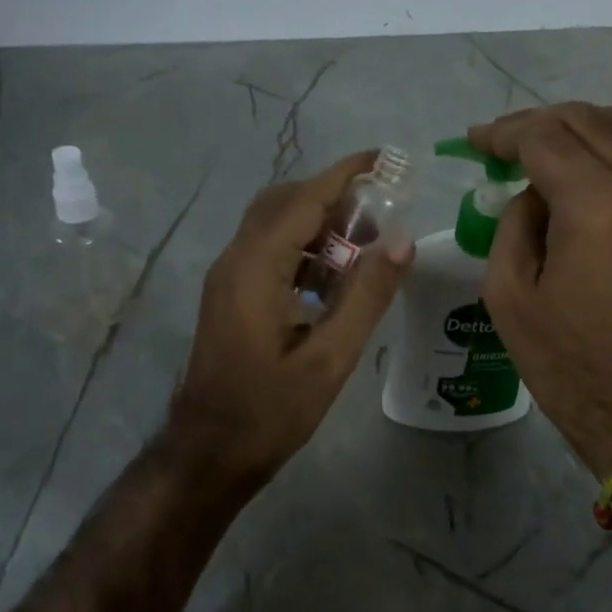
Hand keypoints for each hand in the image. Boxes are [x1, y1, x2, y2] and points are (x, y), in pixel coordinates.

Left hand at [174, 152, 410, 491]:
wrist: (209, 452)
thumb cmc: (270, 412)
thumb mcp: (329, 359)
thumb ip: (366, 297)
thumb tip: (402, 242)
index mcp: (256, 269)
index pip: (303, 200)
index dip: (345, 175)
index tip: (384, 159)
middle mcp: (235, 260)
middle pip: (284, 203)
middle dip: (333, 196)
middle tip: (381, 208)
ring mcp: (227, 277)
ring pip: (274, 225)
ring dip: (318, 222)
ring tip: (366, 243)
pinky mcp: (230, 295)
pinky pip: (268, 251)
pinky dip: (303, 248)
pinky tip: (334, 278)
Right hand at [469, 104, 611, 478]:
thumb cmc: (568, 362)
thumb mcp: (509, 295)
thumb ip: (513, 225)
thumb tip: (532, 194)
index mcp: (595, 204)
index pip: (544, 137)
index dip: (502, 133)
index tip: (474, 142)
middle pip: (585, 120)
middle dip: (535, 124)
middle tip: (499, 145)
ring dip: (580, 125)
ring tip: (546, 148)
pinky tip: (588, 168)